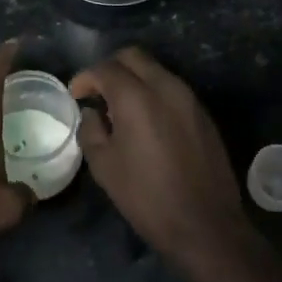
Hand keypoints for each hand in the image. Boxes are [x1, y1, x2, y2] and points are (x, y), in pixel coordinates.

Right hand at [71, 48, 247, 278]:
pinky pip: (172, 88)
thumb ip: (91, 131)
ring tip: (120, 108)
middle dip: (111, 68)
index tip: (76, 95)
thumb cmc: (147, 198)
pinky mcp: (203, 113)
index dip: (86, 78)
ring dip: (134, 79)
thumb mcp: (105, 167)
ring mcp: (189, 98)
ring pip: (155, 70)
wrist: (206, 225)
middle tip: (97, 92)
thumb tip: (92, 113)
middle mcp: (165, 87)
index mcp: (136, 97)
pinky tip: (147, 121)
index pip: (105, 68)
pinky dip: (154, 92)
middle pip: (133, 56)